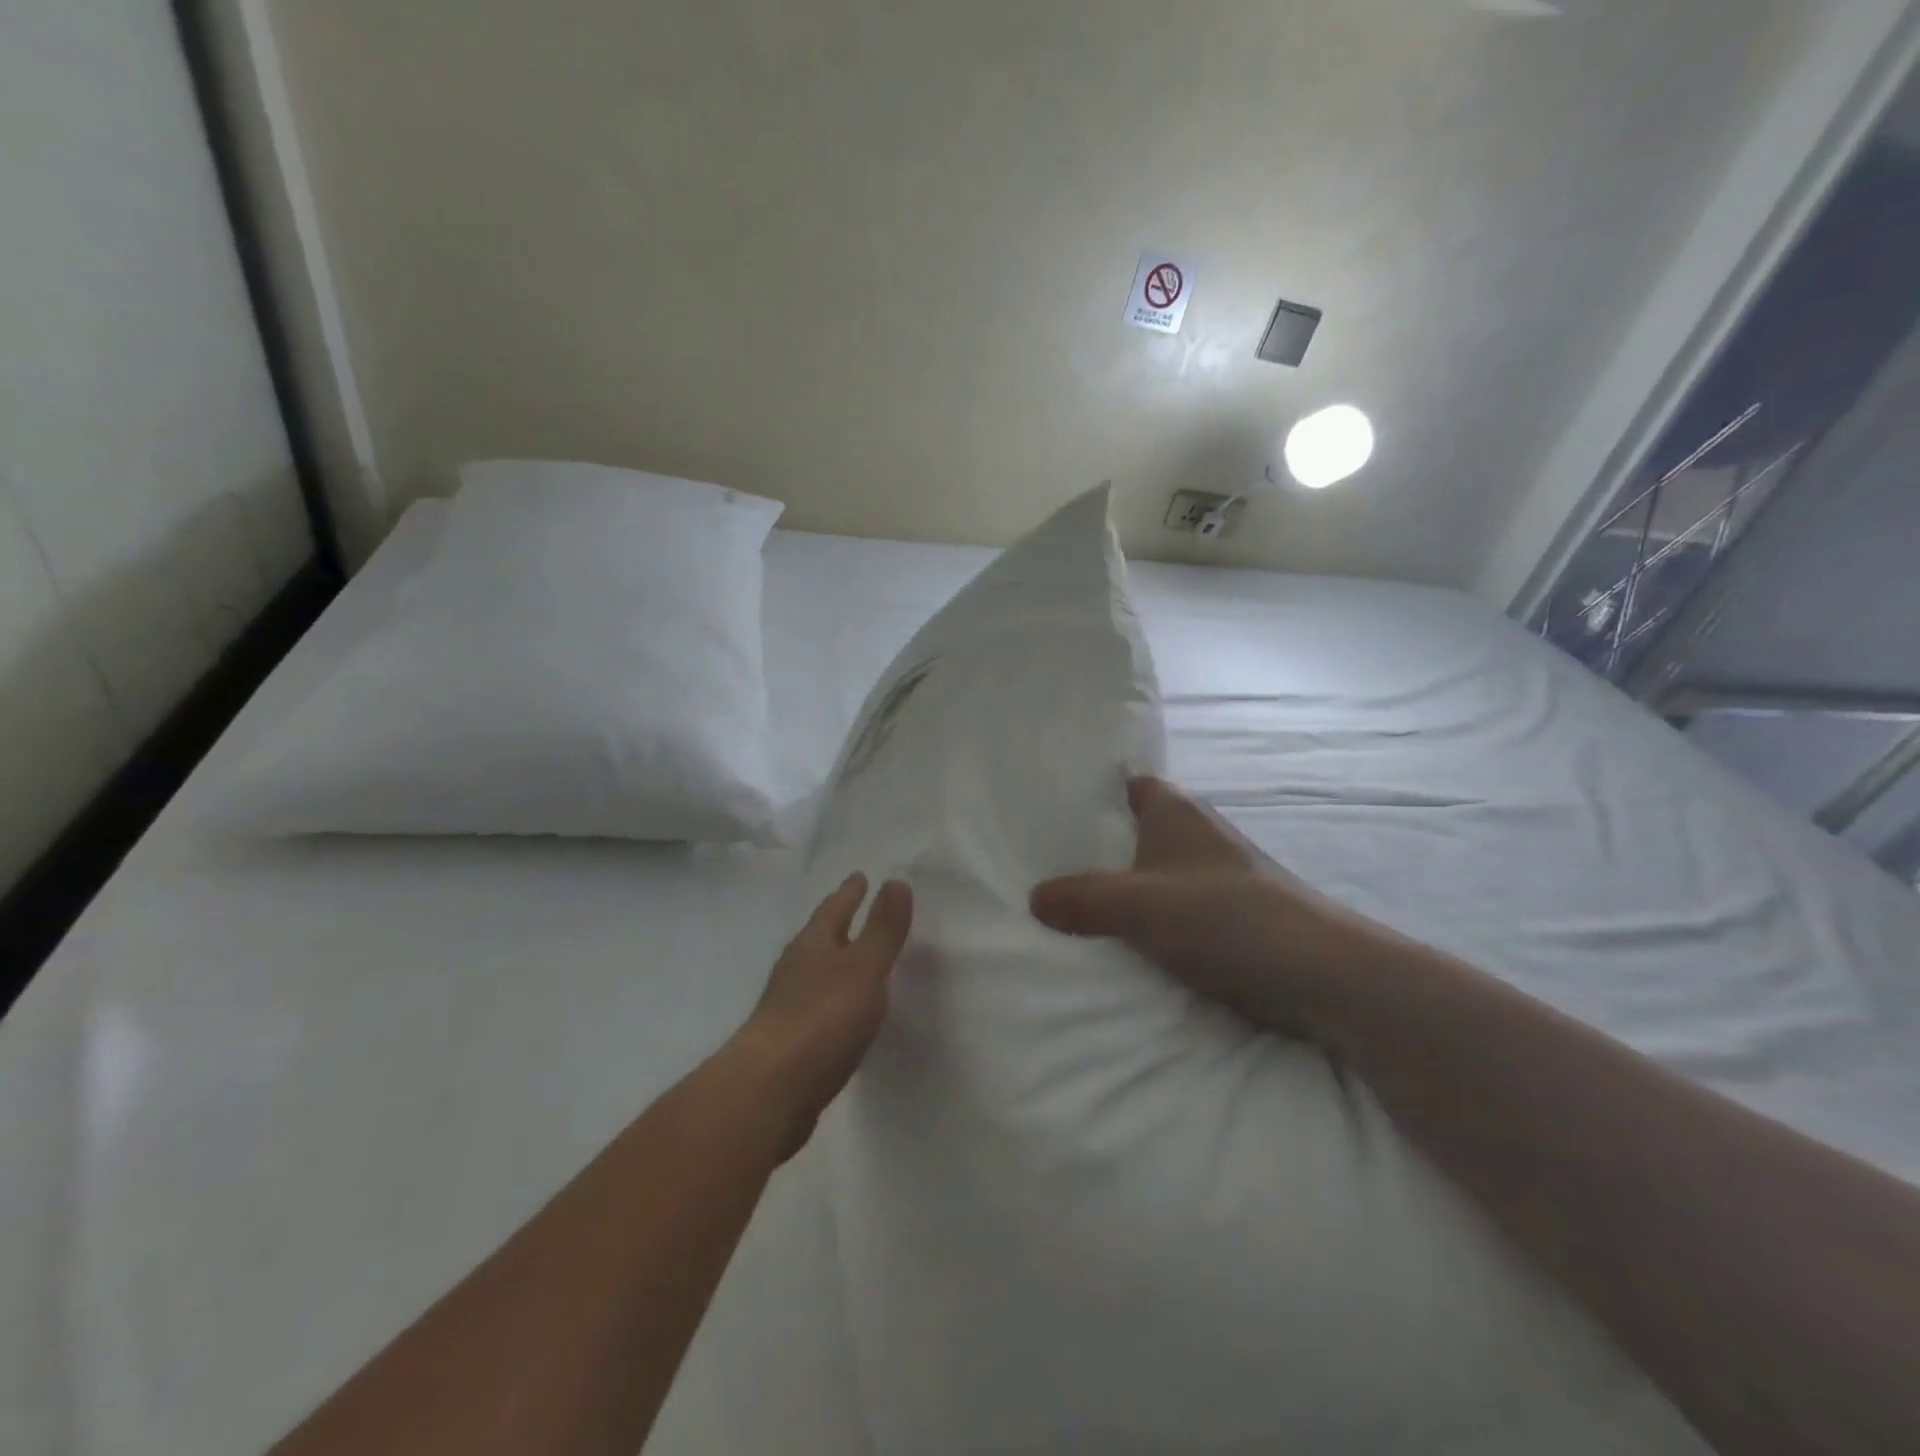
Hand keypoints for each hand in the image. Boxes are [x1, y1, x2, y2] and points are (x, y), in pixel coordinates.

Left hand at [732, 873, 913, 1156]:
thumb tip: (895, 881)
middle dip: (837, 922)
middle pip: (819, 937)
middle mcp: (795, 969)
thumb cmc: (822, 1019)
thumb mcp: (864, 968)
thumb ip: (882, 929)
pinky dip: (830, 997)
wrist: (769, 1091)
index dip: (849, 892)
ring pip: (814, 971)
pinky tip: (840, 1012)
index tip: (859, 875)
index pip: (834, 909)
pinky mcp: (787, 1042)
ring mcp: (786, 1006)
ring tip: (851, 957)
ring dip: (833, 960)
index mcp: (813, 945)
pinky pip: (815, 1006)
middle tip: (854, 907)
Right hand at [1029, 777, 1393, 1040]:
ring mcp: (1207, 879)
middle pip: (1130, 833)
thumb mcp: (1138, 903)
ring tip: (1059, 908)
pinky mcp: (1218, 920)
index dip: (1090, 794)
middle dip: (1092, 850)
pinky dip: (1140, 925)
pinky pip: (1164, 913)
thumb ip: (1082, 898)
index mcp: (1174, 810)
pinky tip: (1107, 944)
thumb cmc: (1222, 915)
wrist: (1312, 974)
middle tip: (1037, 864)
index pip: (1126, 785)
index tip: (1047, 811)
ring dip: (1115, 893)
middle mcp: (1191, 835)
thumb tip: (1033, 897)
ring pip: (1146, 876)